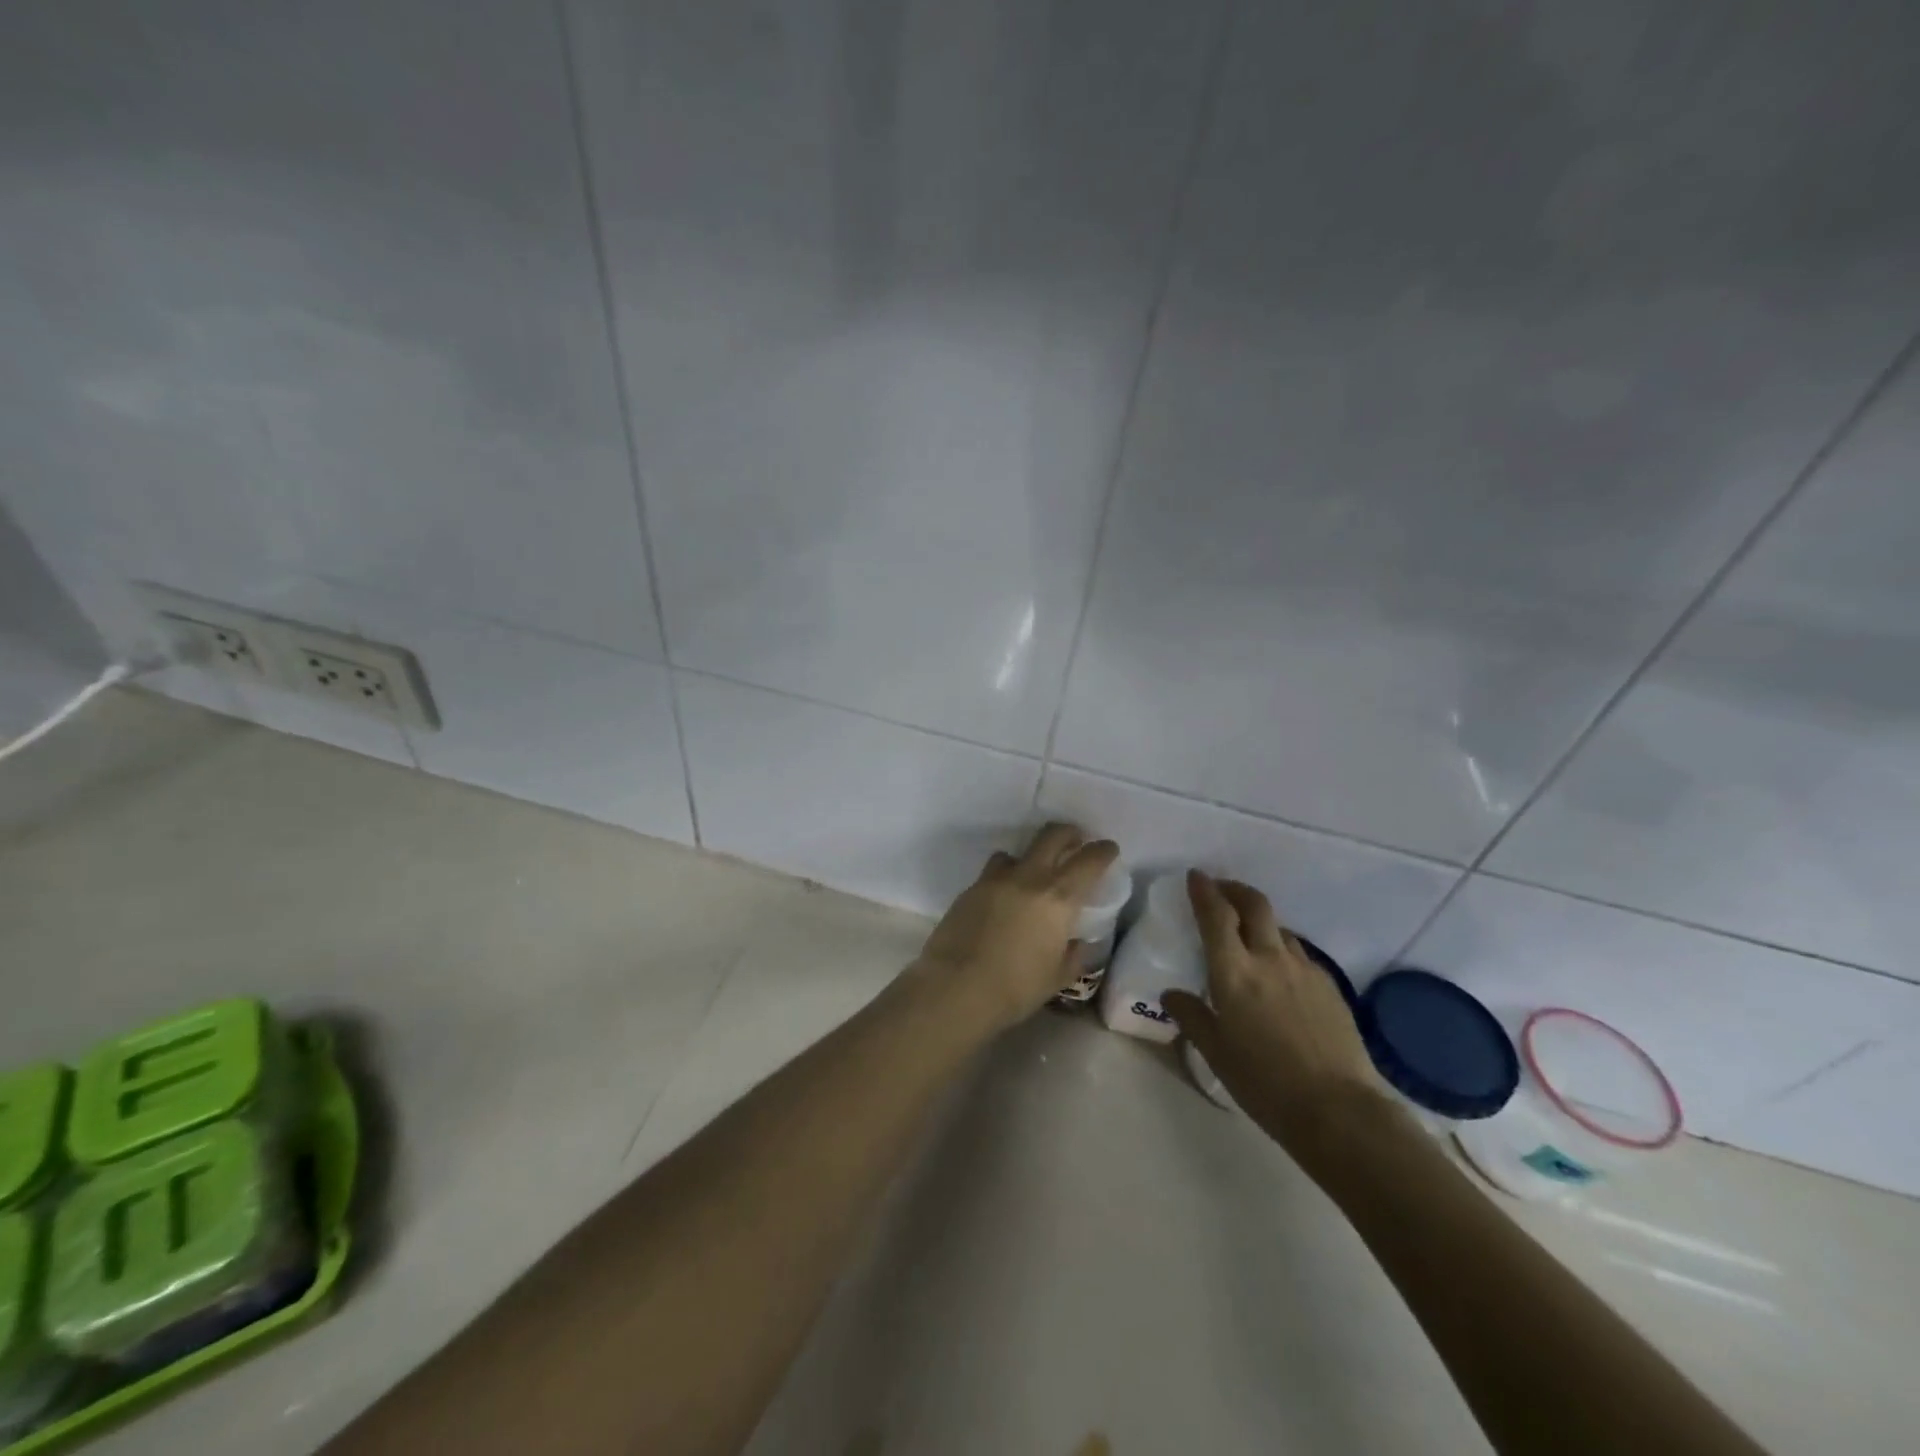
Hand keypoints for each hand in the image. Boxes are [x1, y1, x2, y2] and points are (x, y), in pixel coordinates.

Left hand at [908, 823, 1119, 1032]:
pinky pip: (992, 873)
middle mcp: (1028, 878)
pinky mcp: (970, 889)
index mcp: (1058, 898)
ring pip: (1016, 852)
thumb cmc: (1015, 988)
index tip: (1108, 848)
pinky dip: (1004, 878)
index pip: (1088, 861)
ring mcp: (995, 880)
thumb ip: (1073, 955)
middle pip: (1051, 836)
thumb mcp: (1057, 978)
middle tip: (1075, 841)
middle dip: (1068, 833)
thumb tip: (1077, 943)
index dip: (1102, 851)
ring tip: (1031, 876)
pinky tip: (1002, 900)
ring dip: (1029, 857)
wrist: (955, 987)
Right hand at [1162, 871, 1391, 1146]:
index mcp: (1234, 971)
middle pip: (1254, 904)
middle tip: (1221, 890)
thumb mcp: (1216, 1052)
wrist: (1339, 1110)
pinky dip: (1282, 950)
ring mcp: (1304, 970)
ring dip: (1260, 922)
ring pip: (1279, 928)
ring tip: (1250, 936)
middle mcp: (1269, 959)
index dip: (1204, 890)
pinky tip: (1280, 975)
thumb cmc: (1264, 1082)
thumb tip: (1172, 994)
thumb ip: (1192, 1016)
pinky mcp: (1329, 986)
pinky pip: (1299, 955)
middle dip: (1235, 889)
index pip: (1216, 915)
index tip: (1195, 876)